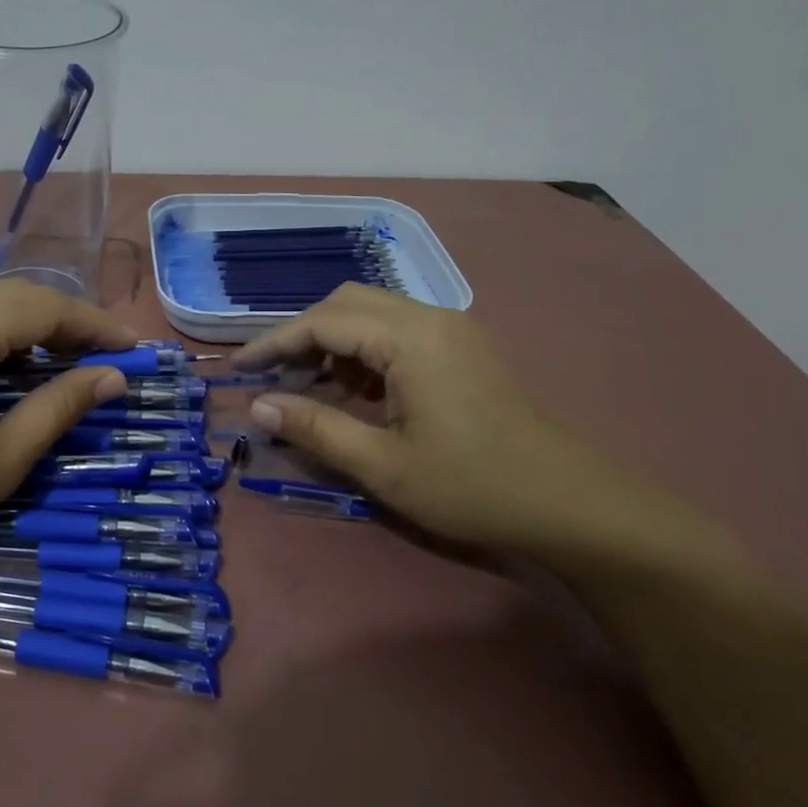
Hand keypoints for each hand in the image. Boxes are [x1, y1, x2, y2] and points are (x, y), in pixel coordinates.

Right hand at [234, 285, 679, 567]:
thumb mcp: (381, 465)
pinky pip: (396, 332)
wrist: (568, 504)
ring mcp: (450, 330)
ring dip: (333, 343)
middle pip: (346, 303)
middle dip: (303, 335)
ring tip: (308, 389)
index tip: (239, 369)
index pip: (323, 321)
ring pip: (372, 315)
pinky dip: (363, 353)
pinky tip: (354, 393)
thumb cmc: (470, 485)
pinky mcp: (461, 348)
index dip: (275, 343)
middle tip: (274, 378)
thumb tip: (258, 405)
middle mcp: (430, 317)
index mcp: (410, 337)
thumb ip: (314, 428)